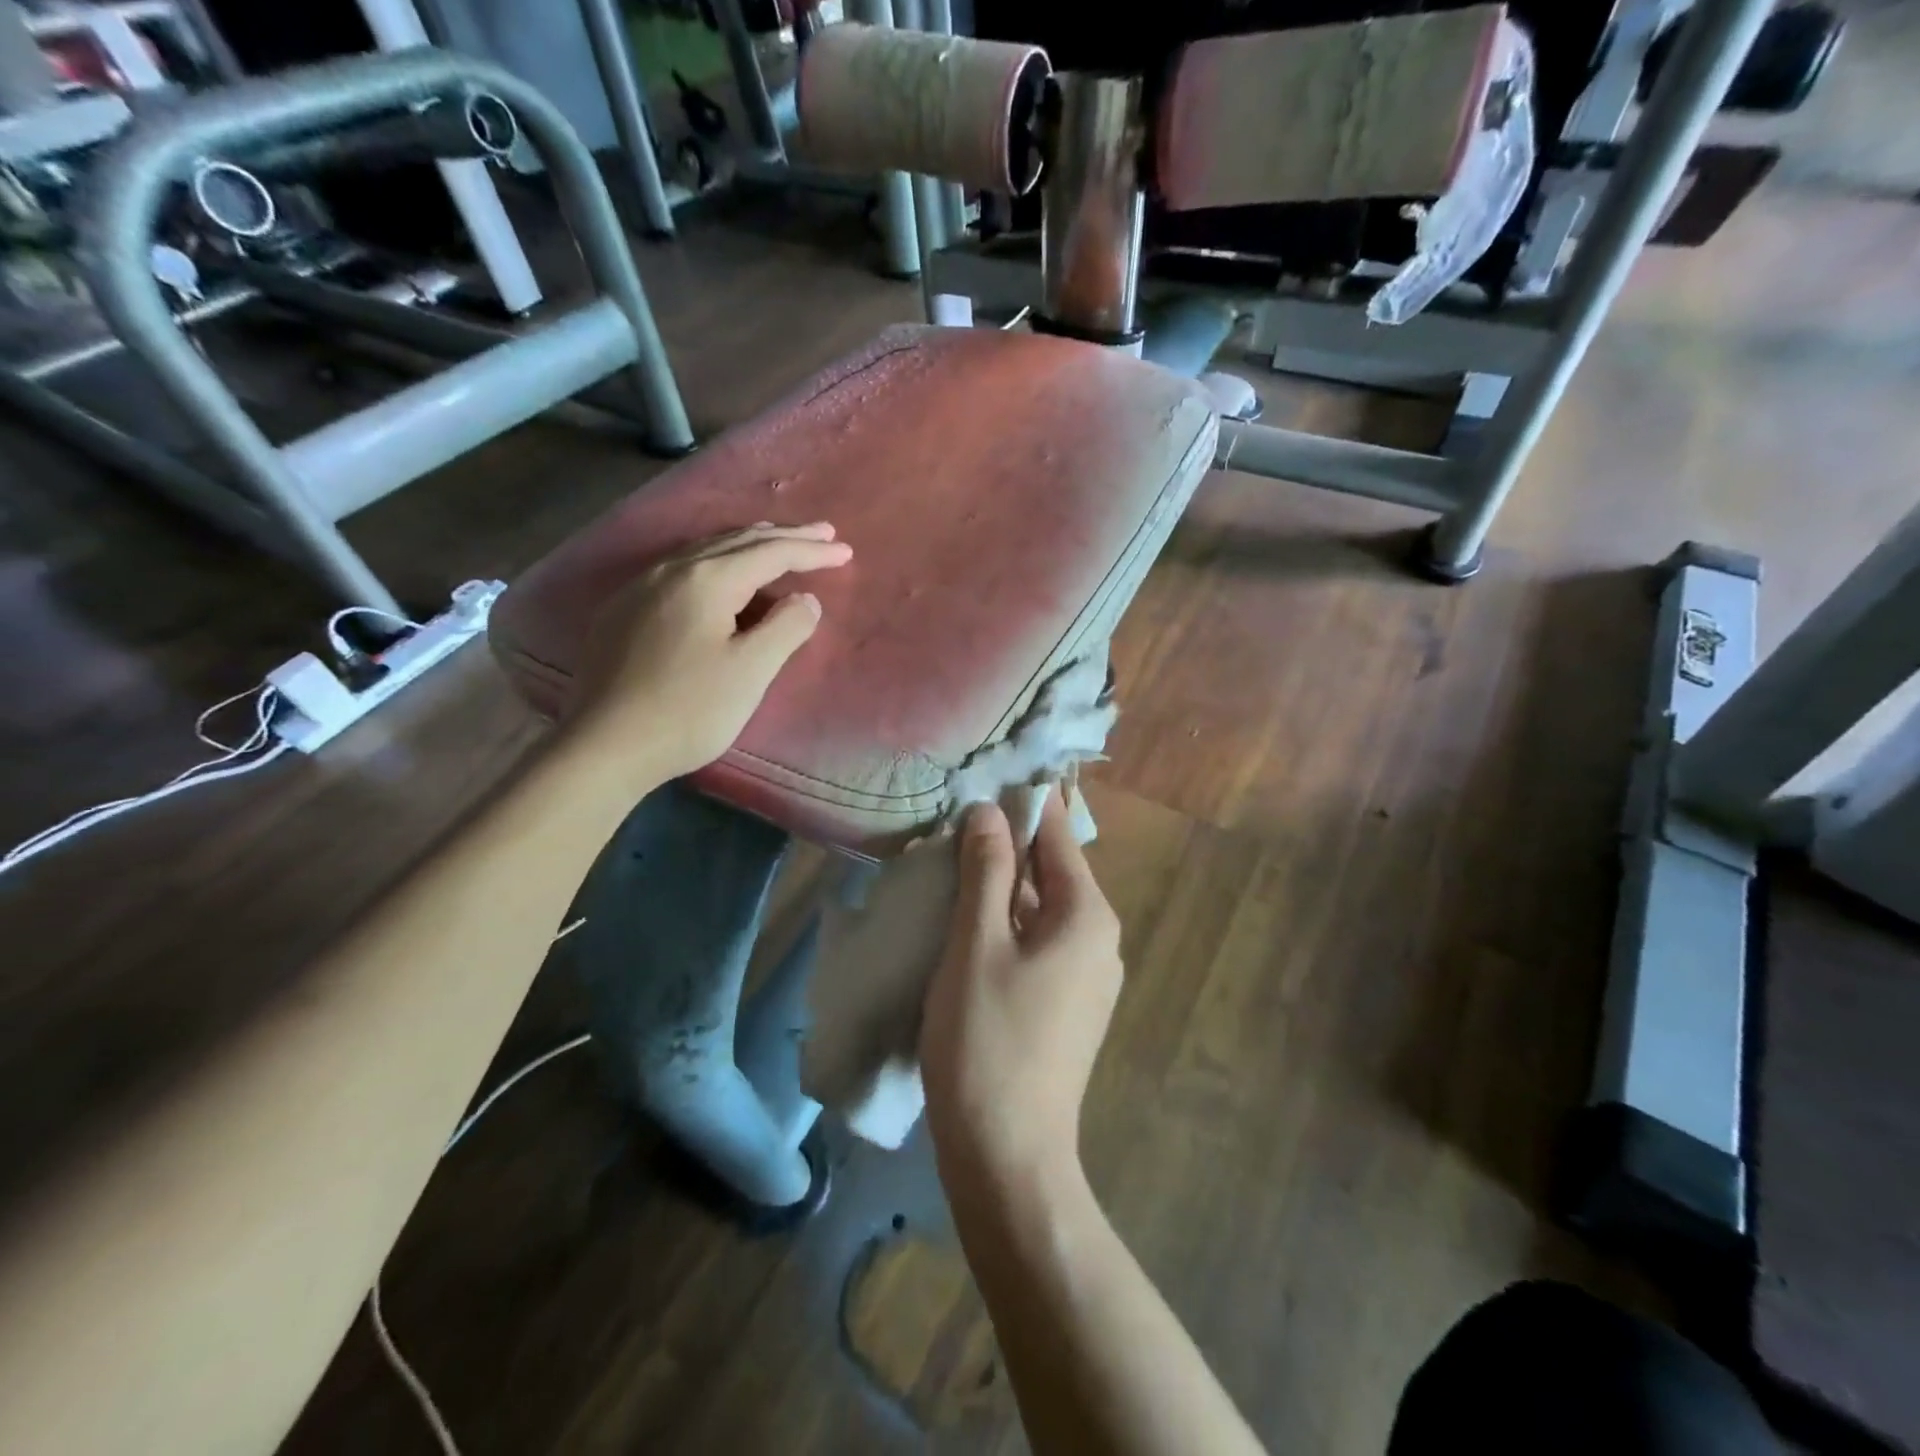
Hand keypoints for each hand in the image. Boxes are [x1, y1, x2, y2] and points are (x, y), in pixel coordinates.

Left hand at [572, 522, 851, 781]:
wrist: (604, 745)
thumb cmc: (688, 710)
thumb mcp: (750, 671)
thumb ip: (785, 628)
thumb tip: (804, 599)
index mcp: (708, 580)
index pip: (771, 553)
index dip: (811, 552)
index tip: (846, 552)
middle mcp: (672, 569)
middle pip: (738, 542)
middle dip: (784, 537)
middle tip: (822, 535)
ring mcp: (641, 587)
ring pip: (706, 551)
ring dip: (748, 545)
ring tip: (776, 542)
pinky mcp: (623, 610)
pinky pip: (682, 569)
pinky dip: (716, 562)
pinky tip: (719, 575)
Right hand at [921, 791, 1122, 1203]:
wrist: (1009, 1154)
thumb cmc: (987, 1039)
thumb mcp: (977, 943)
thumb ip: (987, 871)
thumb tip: (990, 811)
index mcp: (1087, 913)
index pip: (1058, 833)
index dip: (1024, 802)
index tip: (986, 777)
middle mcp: (1100, 936)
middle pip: (1054, 869)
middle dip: (1008, 843)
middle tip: (957, 819)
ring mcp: (1089, 974)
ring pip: (1044, 907)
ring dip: (1004, 884)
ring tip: (955, 861)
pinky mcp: (1071, 1004)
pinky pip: (1041, 941)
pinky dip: (1010, 921)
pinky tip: (971, 921)